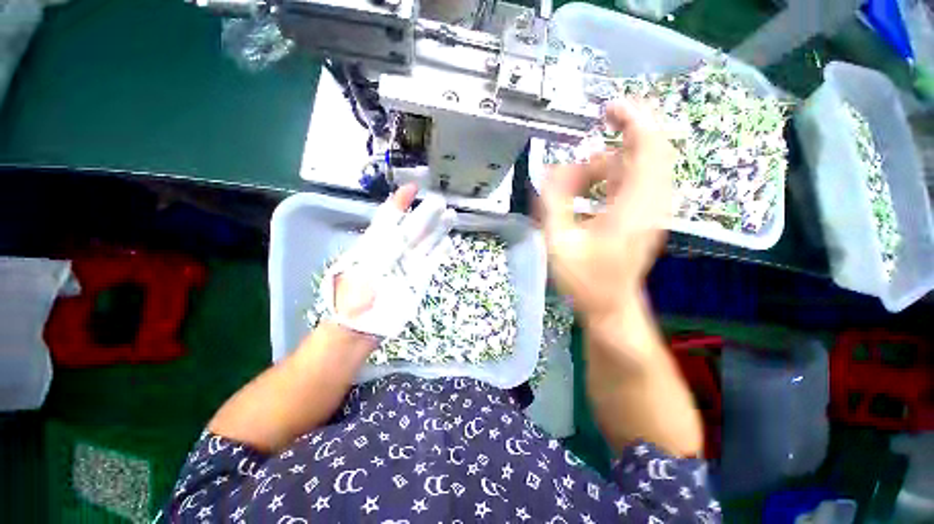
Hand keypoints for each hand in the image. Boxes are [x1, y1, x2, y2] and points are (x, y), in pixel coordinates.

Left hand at [322, 184, 456, 338]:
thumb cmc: (353, 297)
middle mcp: (393, 252)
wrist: (360, 328)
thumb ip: (380, 245)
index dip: (400, 202)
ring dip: (437, 230)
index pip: (389, 218)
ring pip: (425, 244)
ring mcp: (407, 266)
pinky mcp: (418, 280)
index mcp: (374, 245)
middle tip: (440, 200)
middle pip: (412, 229)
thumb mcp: (361, 266)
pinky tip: (448, 243)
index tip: (413, 188)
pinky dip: (440, 253)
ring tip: (450, 215)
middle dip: (425, 215)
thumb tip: (397, 224)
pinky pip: (431, 263)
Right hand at [541, 99, 673, 323]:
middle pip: (650, 150)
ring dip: (607, 163)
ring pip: (638, 167)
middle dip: (624, 132)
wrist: (610, 306)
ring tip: (573, 181)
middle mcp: (652, 203)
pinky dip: (611, 176)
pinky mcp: (644, 216)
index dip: (634, 120)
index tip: (608, 108)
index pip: (649, 148)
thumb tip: (553, 169)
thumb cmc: (584, 280)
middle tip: (593, 130)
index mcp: (634, 207)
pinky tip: (586, 189)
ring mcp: (651, 210)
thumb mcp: (559, 243)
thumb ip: (553, 203)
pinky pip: (633, 182)